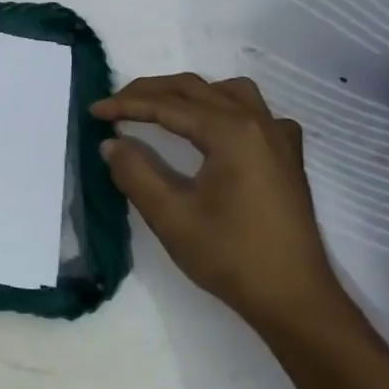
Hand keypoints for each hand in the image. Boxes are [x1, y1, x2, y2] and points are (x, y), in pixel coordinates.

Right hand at [91, 74, 343, 328]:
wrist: (294, 299)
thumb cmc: (231, 257)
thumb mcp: (171, 217)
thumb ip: (135, 173)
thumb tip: (111, 143)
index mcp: (230, 132)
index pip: (167, 106)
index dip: (126, 105)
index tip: (94, 111)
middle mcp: (257, 123)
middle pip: (195, 89)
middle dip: (150, 92)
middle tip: (115, 104)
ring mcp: (278, 138)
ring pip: (228, 92)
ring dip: (189, 93)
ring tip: (161, 109)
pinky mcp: (288, 157)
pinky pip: (256, 112)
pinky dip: (226, 108)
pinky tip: (216, 129)